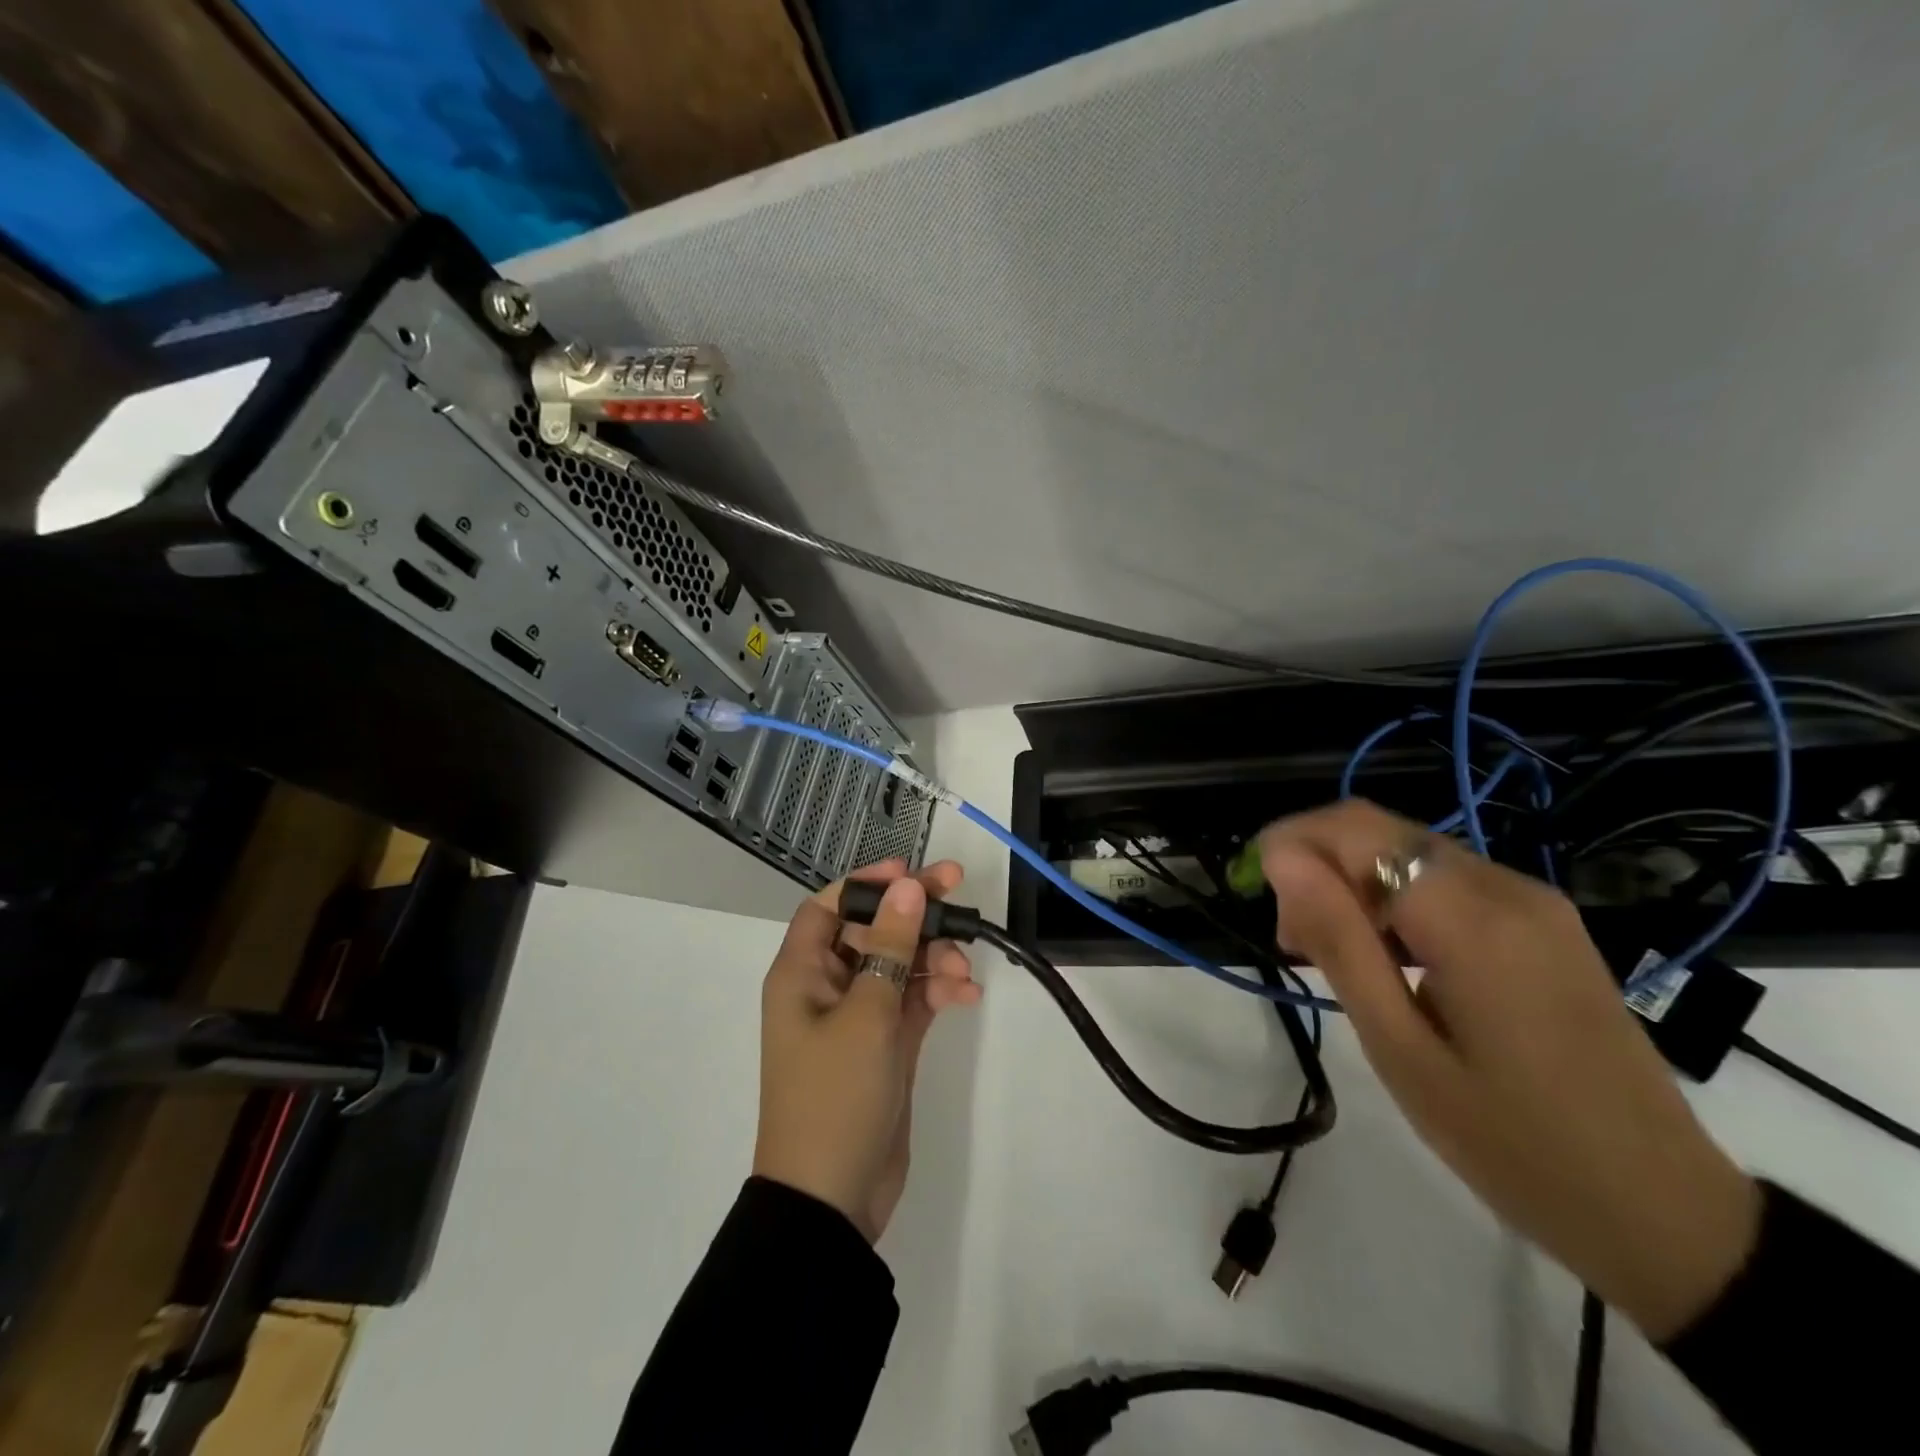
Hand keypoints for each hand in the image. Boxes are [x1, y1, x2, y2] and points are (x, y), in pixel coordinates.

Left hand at [753, 858, 980, 1241]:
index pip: (829, 907)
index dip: (867, 884)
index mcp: (801, 974)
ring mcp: (857, 1017)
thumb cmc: (835, 1096)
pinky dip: (938, 993)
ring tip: (964, 972)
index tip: (911, 873)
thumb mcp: (866, 1013)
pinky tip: (966, 997)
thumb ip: (892, 946)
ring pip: (898, 964)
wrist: (832, 1200)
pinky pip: (913, 1001)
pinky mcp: (884, 1045)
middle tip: (959, 892)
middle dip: (914, 914)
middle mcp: (826, 987)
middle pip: (871, 930)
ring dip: (932, 958)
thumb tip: (908, 885)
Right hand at [1259, 801, 1760, 1339]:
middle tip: (1293, 943)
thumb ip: (1339, 940)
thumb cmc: (1512, 1142)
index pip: (1354, 829)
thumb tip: (1282, 859)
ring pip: (1410, 853)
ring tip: (1331, 957)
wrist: (1666, 1212)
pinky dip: (1396, 900)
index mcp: (1471, 917)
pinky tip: (1388, 958)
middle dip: (1318, 866)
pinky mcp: (1547, 923)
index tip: (1257, 893)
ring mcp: (1536, 902)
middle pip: (1381, 832)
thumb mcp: (1401, 1048)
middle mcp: (1507, 887)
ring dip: (1354, 884)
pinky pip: (1448, 881)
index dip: (1290, 841)